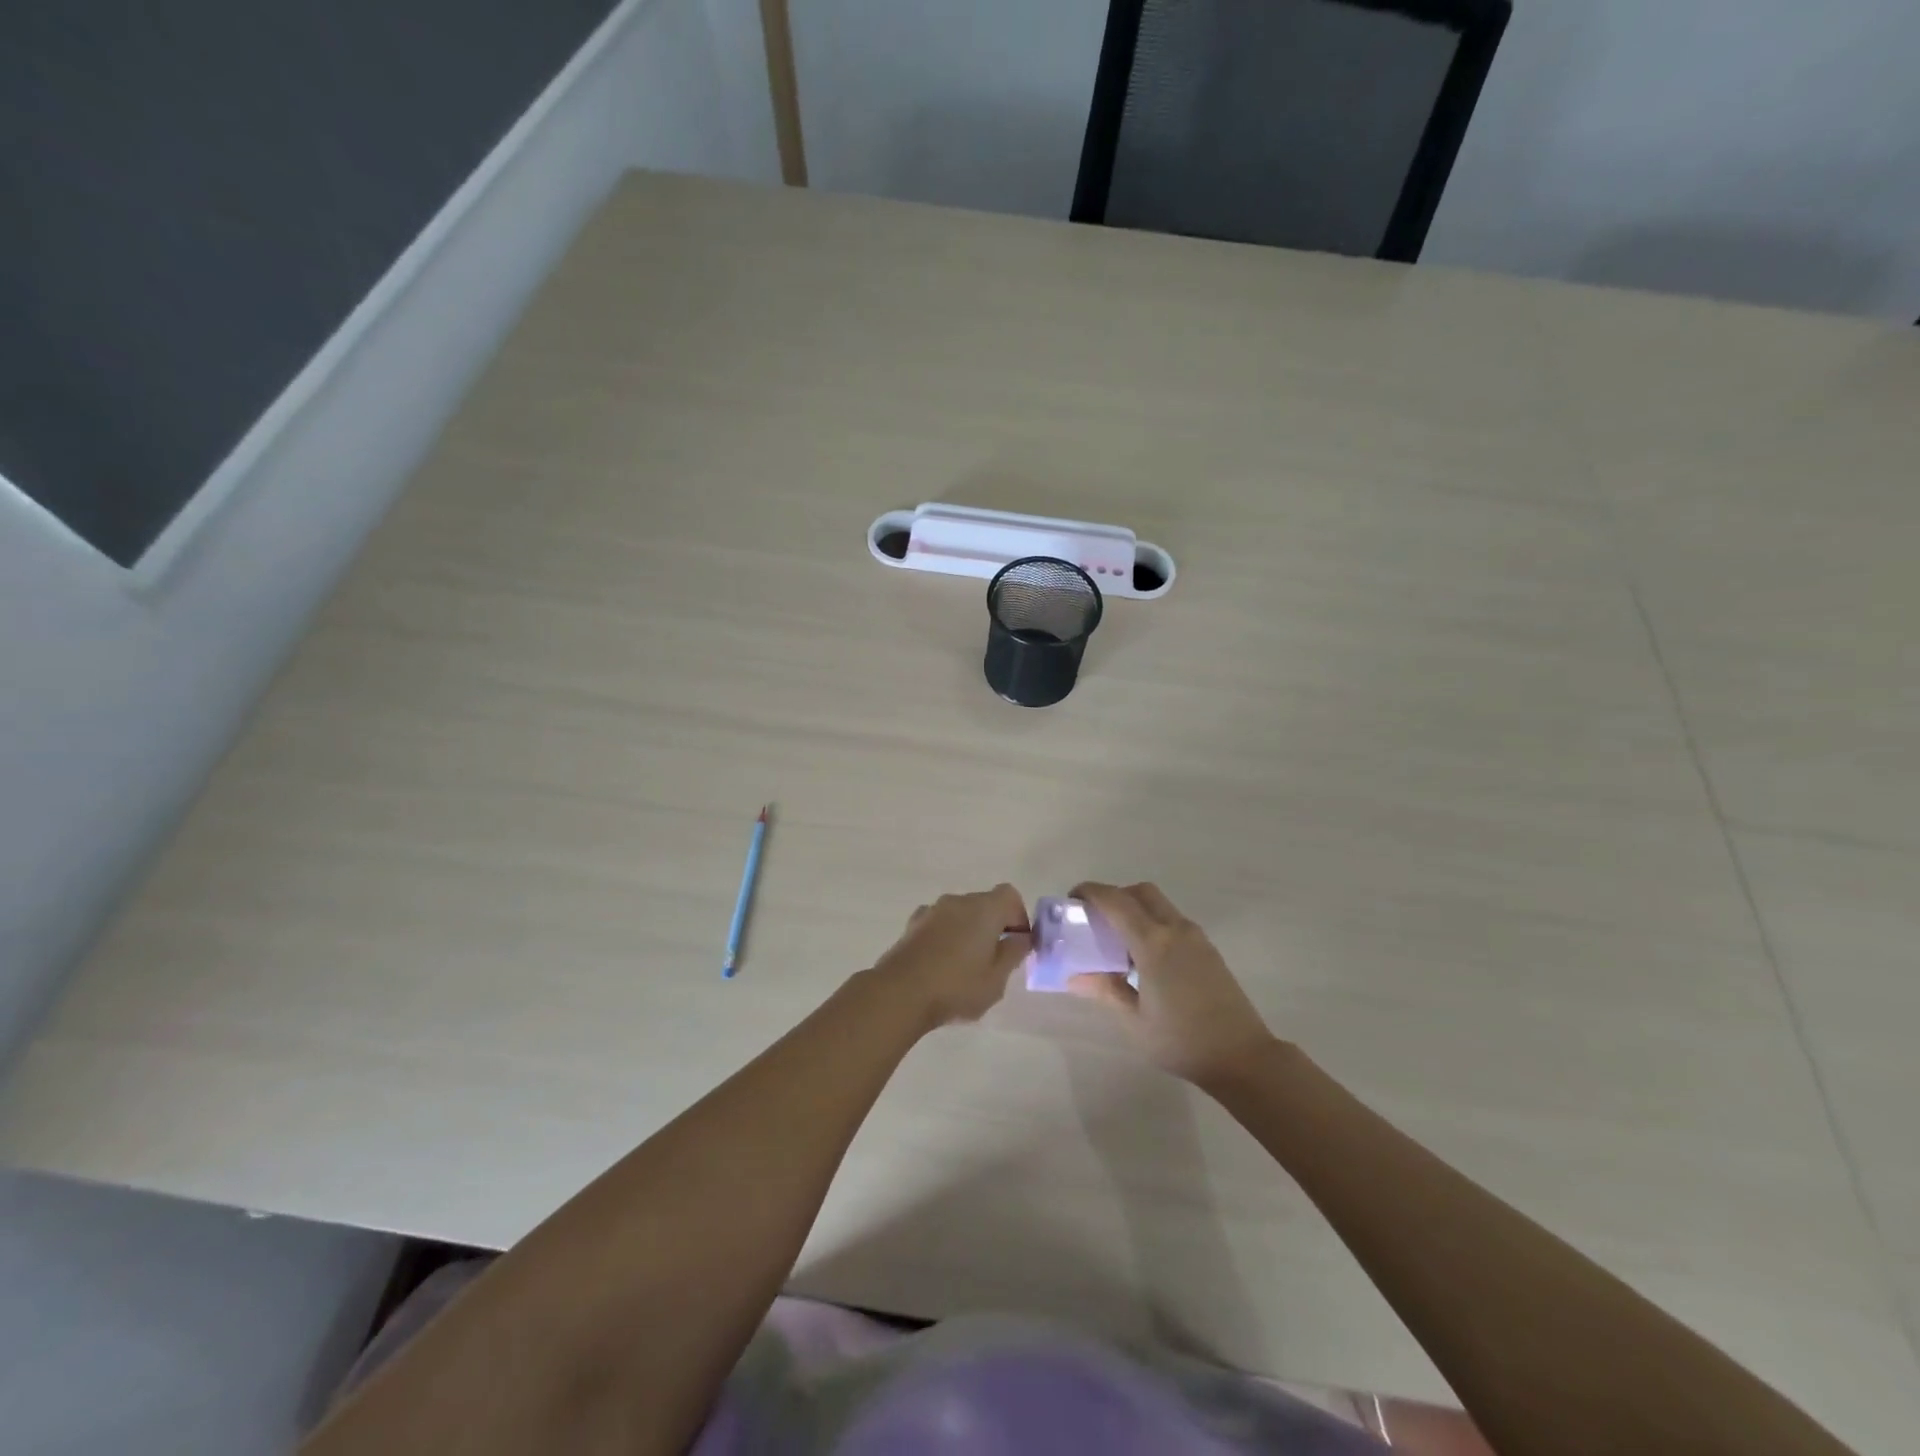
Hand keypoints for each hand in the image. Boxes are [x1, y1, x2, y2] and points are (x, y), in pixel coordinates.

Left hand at [872, 885, 1032, 1028]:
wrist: (900, 993)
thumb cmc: (957, 986)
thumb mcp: (997, 979)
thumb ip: (1013, 953)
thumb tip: (1021, 937)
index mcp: (984, 908)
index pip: (1010, 895)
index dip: (1019, 916)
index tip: (1018, 943)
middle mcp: (958, 901)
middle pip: (984, 904)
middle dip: (994, 926)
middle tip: (995, 960)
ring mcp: (932, 911)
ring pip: (960, 915)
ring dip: (968, 932)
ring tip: (966, 967)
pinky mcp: (912, 925)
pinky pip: (939, 925)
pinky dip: (946, 937)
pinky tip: (941, 965)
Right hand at [1067, 882, 1279, 1087]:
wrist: (1243, 1056)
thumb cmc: (1182, 1041)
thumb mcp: (1134, 1021)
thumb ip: (1105, 990)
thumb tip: (1073, 976)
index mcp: (1154, 944)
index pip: (1116, 901)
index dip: (1091, 892)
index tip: (1072, 899)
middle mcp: (1176, 930)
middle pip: (1141, 892)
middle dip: (1115, 895)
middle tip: (1095, 918)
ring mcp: (1196, 938)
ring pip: (1160, 904)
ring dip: (1135, 908)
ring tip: (1117, 941)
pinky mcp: (1208, 949)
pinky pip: (1173, 921)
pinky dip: (1153, 923)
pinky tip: (1144, 957)